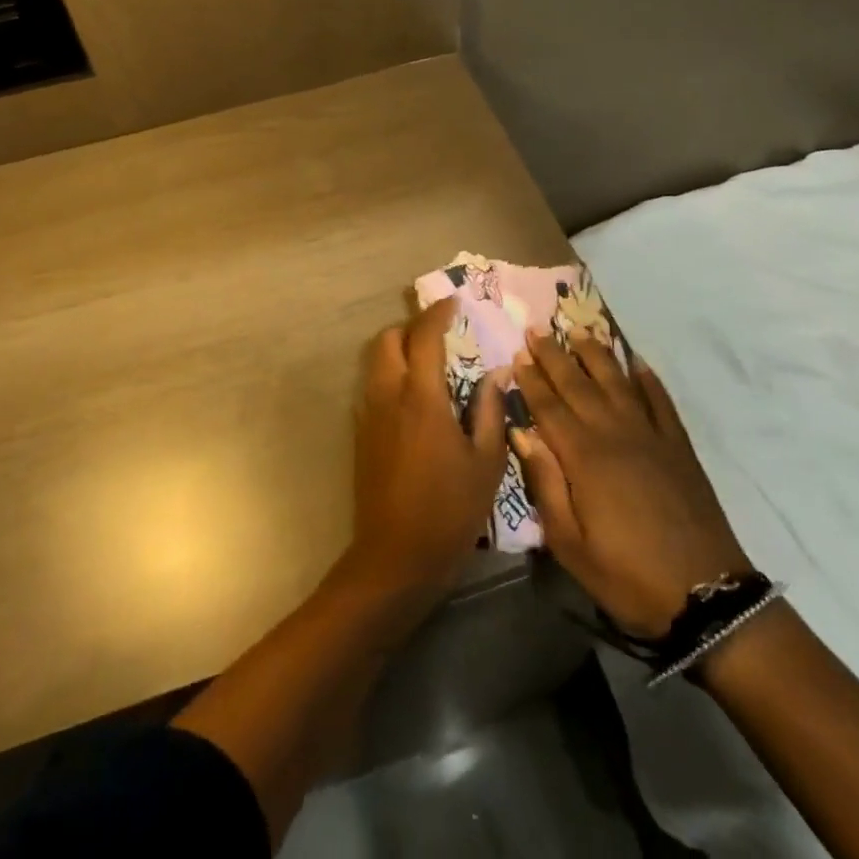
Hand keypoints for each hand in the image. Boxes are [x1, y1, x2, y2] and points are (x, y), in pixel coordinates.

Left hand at [347, 299, 508, 597]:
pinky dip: (389, 373)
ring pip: (375, 360)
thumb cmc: (449, 510)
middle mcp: (389, 395)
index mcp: (422, 397)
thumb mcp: (485, 463)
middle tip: (440, 333)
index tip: (453, 302)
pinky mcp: (360, 432)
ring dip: (398, 348)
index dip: (438, 313)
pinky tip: (414, 396)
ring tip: (428, 361)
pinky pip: (372, 385)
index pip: (424, 337)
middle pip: (388, 339)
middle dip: (412, 327)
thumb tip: (498, 373)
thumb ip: (491, 411)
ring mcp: (369, 413)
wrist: (395, 557)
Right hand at [512, 332, 751, 638]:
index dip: (532, 379)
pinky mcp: (679, 447)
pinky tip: (636, 361)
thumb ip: (545, 484)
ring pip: (617, 382)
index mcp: (584, 458)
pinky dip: (647, 378)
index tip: (518, 353)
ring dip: (596, 355)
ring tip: (579, 331)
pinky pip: (660, 401)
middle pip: (578, 385)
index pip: (550, 406)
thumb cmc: (628, 576)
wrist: (708, 596)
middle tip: (537, 329)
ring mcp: (651, 436)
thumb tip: (522, 433)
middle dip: (555, 355)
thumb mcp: (571, 544)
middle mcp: (615, 434)